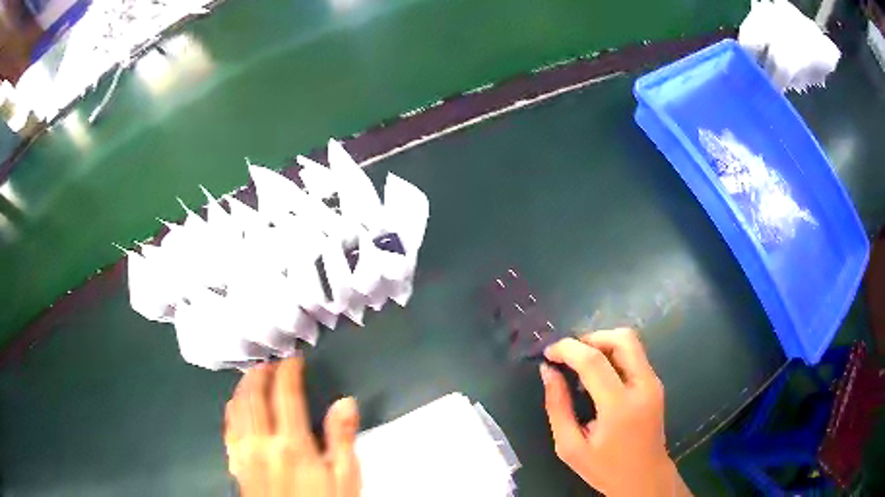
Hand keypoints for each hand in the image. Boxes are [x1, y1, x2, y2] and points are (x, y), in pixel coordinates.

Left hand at [224, 358, 360, 496]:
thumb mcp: (345, 478)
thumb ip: (342, 439)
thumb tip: (345, 402)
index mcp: (292, 444)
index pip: (285, 394)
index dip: (288, 371)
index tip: (293, 360)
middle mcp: (262, 443)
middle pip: (253, 396)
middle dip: (259, 374)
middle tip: (268, 363)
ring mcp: (244, 453)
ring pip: (236, 409)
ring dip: (242, 388)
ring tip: (250, 377)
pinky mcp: (236, 464)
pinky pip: (228, 429)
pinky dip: (231, 410)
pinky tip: (235, 408)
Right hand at [540, 329, 690, 496]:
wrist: (644, 478)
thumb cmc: (605, 468)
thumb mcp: (570, 447)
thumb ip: (557, 407)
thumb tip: (548, 371)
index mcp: (619, 406)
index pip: (593, 361)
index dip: (568, 349)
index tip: (548, 353)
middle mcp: (643, 386)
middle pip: (621, 339)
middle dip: (590, 337)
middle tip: (569, 355)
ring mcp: (653, 383)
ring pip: (631, 342)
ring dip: (603, 343)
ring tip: (581, 363)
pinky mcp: (656, 384)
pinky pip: (634, 355)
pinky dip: (613, 354)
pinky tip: (598, 375)